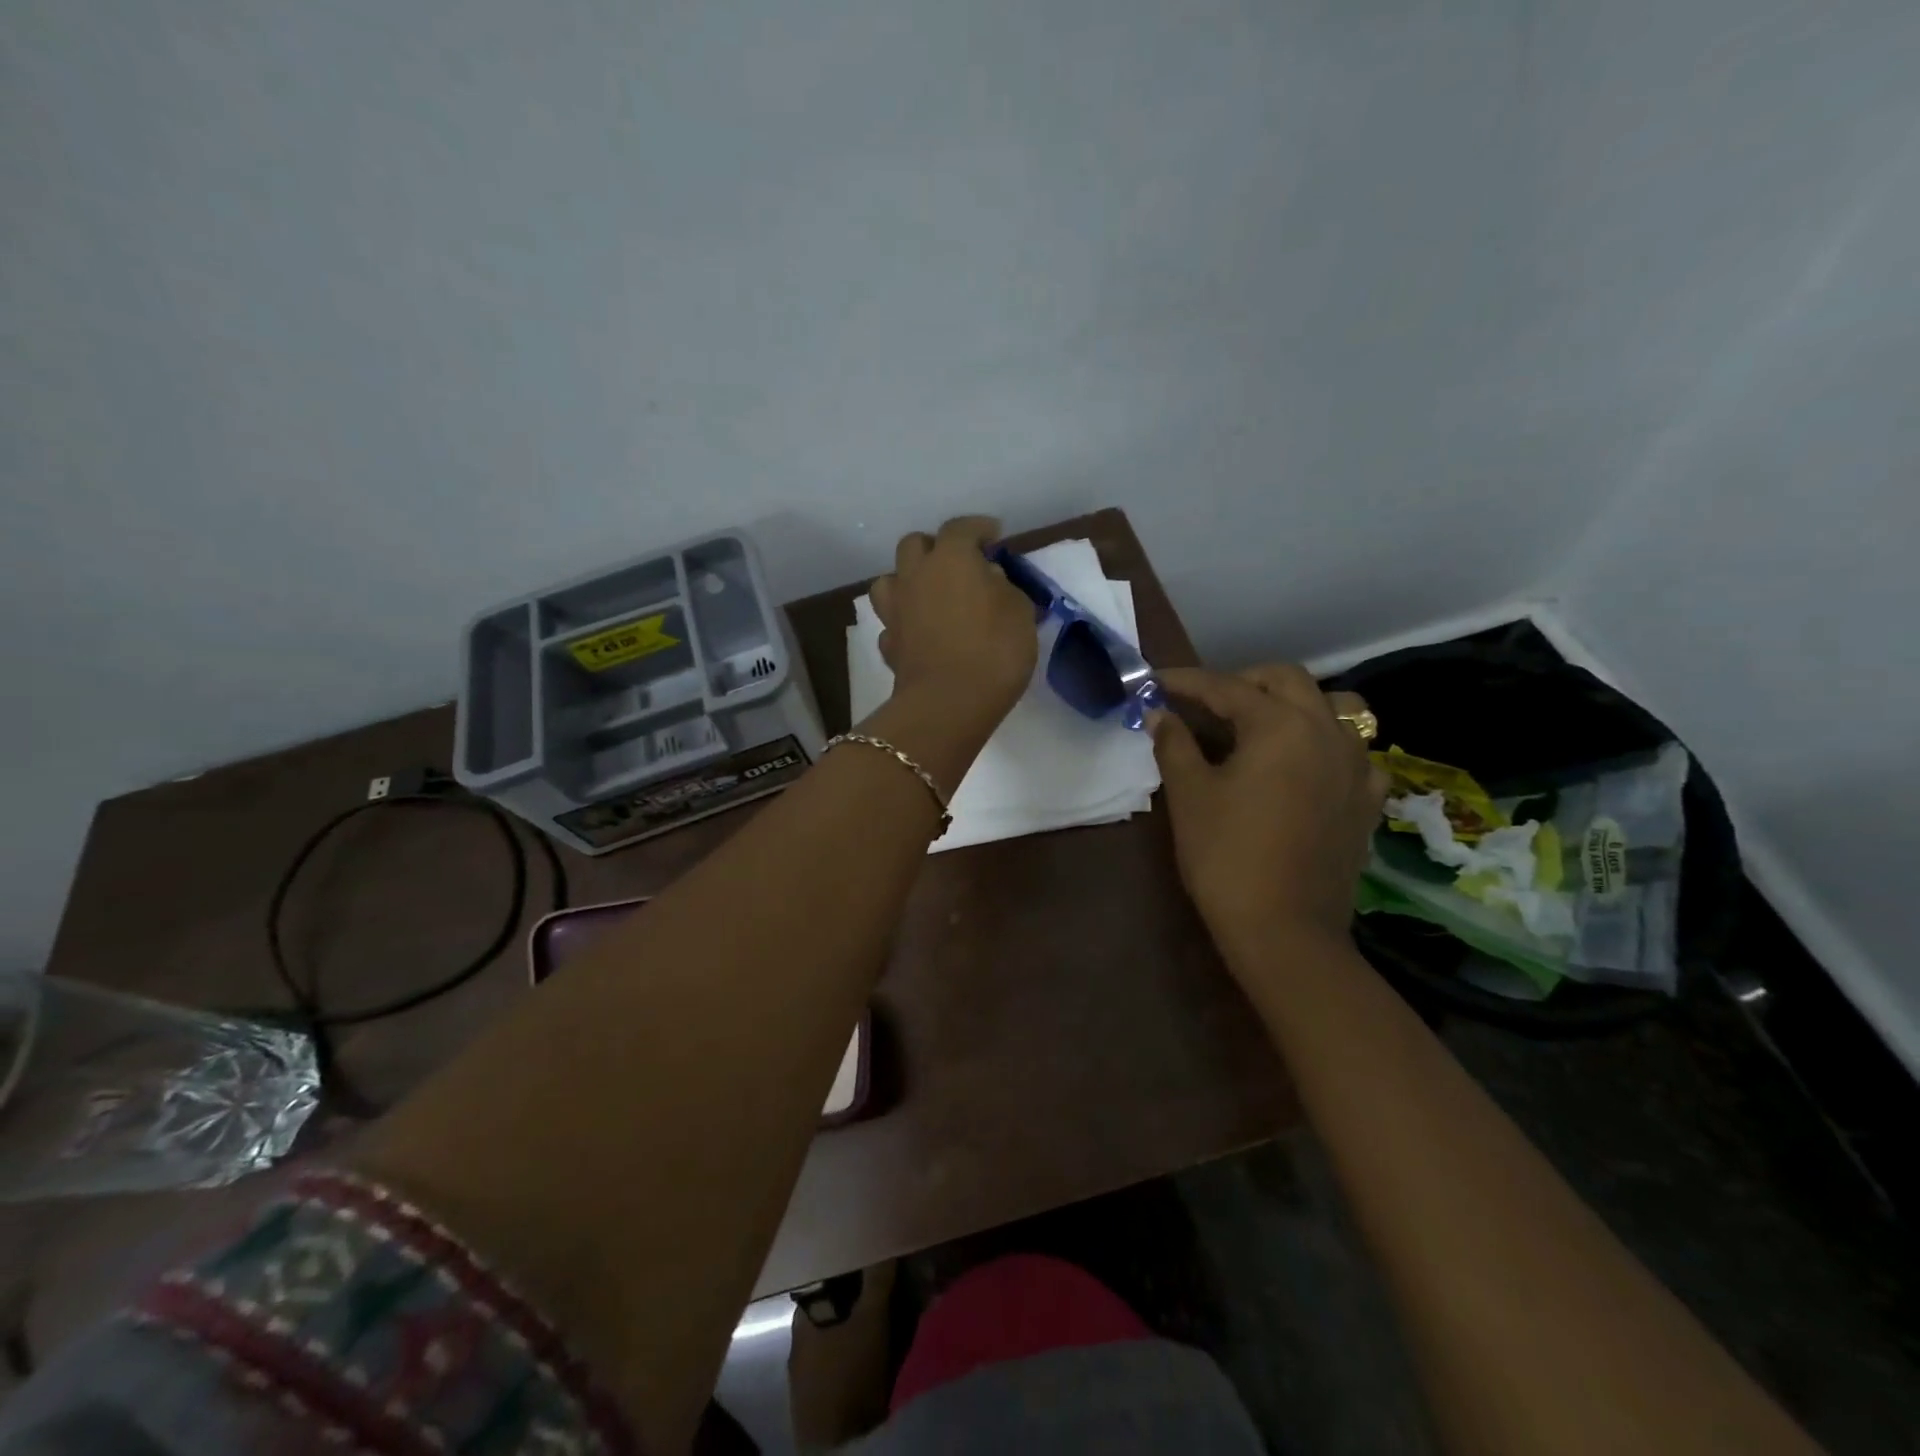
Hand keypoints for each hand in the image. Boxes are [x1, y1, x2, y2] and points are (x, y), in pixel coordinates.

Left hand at [868, 517, 1038, 732]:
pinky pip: (893, 623)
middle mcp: (915, 576)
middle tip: (958, 564)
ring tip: (930, 596)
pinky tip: (921, 634)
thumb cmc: (994, 650)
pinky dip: (906, 623)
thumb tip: (988, 579)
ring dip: (909, 581)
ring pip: (890, 580)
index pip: (961, 528)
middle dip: (935, 547)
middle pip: (915, 545)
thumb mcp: (1020, 613)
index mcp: (950, 559)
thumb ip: (1005, 588)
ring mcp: (895, 611)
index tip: (994, 535)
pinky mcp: (888, 645)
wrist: (948, 704)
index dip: (979, 528)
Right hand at [1151, 664, 1386, 947]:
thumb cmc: (1226, 855)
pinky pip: (1356, 752)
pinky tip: (1307, 765)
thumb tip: (1160, 714)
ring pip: (1334, 706)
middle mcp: (1326, 731)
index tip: (1155, 683)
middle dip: (1242, 681)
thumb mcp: (1189, 795)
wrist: (1284, 929)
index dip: (1186, 682)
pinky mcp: (1368, 799)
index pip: (1226, 688)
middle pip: (1286, 680)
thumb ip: (1174, 744)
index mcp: (1280, 725)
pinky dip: (1329, 744)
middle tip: (1205, 703)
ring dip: (1295, 703)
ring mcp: (1356, 765)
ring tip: (1263, 723)